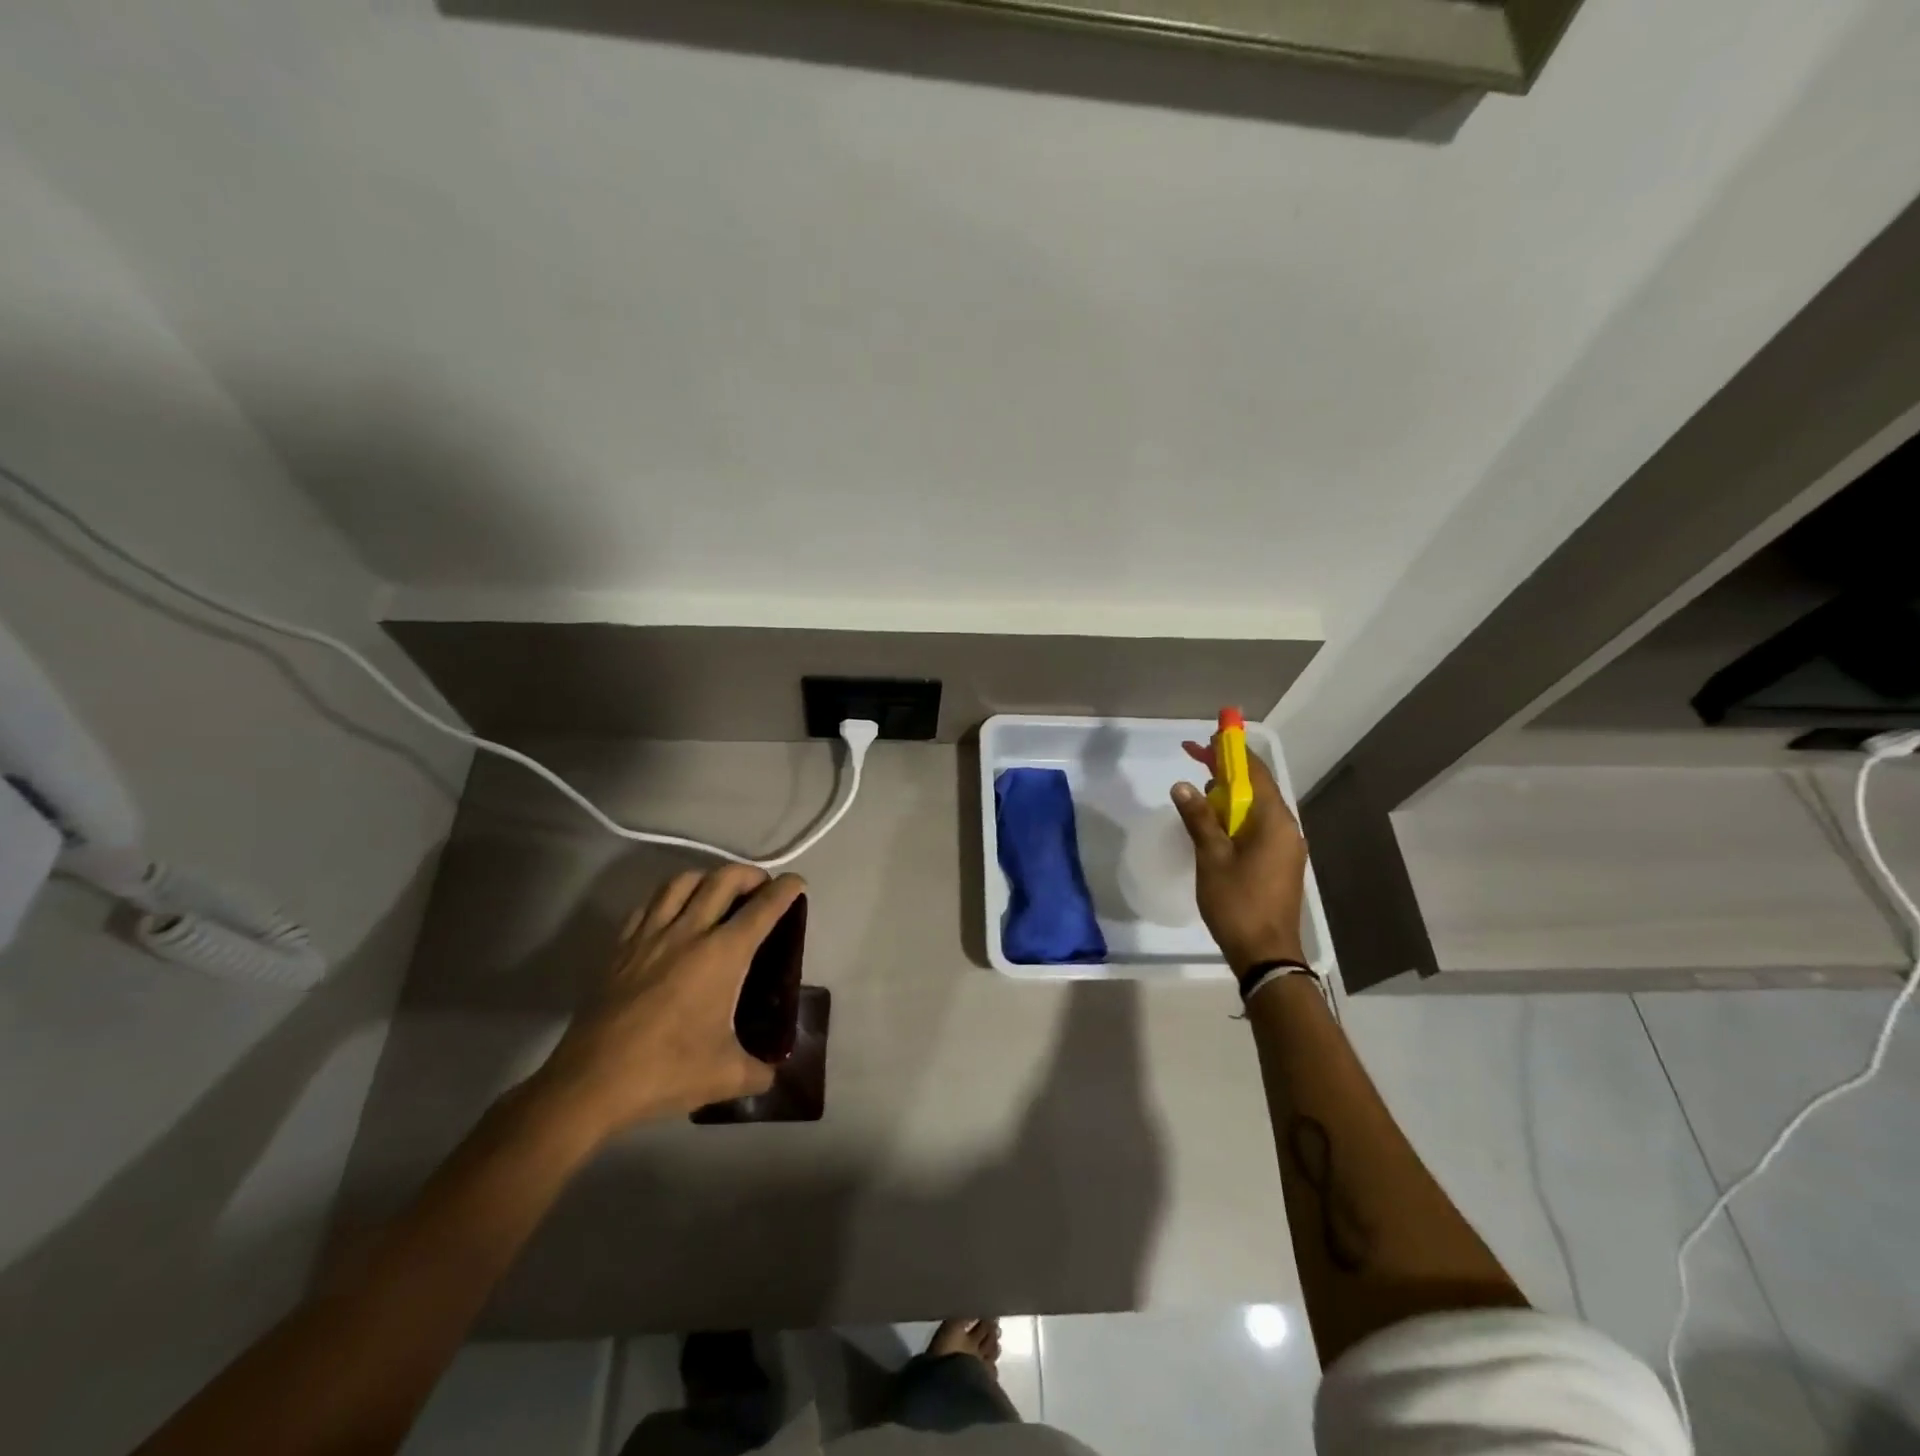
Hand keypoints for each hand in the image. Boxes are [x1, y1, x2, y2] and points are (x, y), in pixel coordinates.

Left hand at [532, 866, 803, 1137]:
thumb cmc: (666, 1072)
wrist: (591, 1083)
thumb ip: (759, 1071)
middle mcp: (689, 932)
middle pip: (723, 879)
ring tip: (717, 892)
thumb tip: (772, 1073)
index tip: (797, 884)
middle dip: (749, 874)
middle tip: (760, 888)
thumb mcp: (726, 1076)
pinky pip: (649, 904)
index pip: (763, 908)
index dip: (785, 889)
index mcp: (722, 955)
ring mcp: (650, 936)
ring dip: (708, 877)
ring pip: (682, 882)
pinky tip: (673, 912)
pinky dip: (670, 896)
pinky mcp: (621, 947)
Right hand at [1171, 743, 1308, 974]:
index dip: (1230, 751)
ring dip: (1229, 795)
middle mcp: (1286, 828)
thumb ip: (1199, 818)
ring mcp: (1286, 846)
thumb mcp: (1211, 857)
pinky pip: (1257, 827)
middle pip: (1256, 787)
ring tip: (1199, 791)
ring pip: (1256, 808)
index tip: (1208, 737)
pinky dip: (1236, 816)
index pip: (1254, 772)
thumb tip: (1183, 785)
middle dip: (1226, 771)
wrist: (1266, 954)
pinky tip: (1214, 823)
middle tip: (1195, 757)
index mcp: (1274, 821)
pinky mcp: (1279, 862)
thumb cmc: (1238, 903)